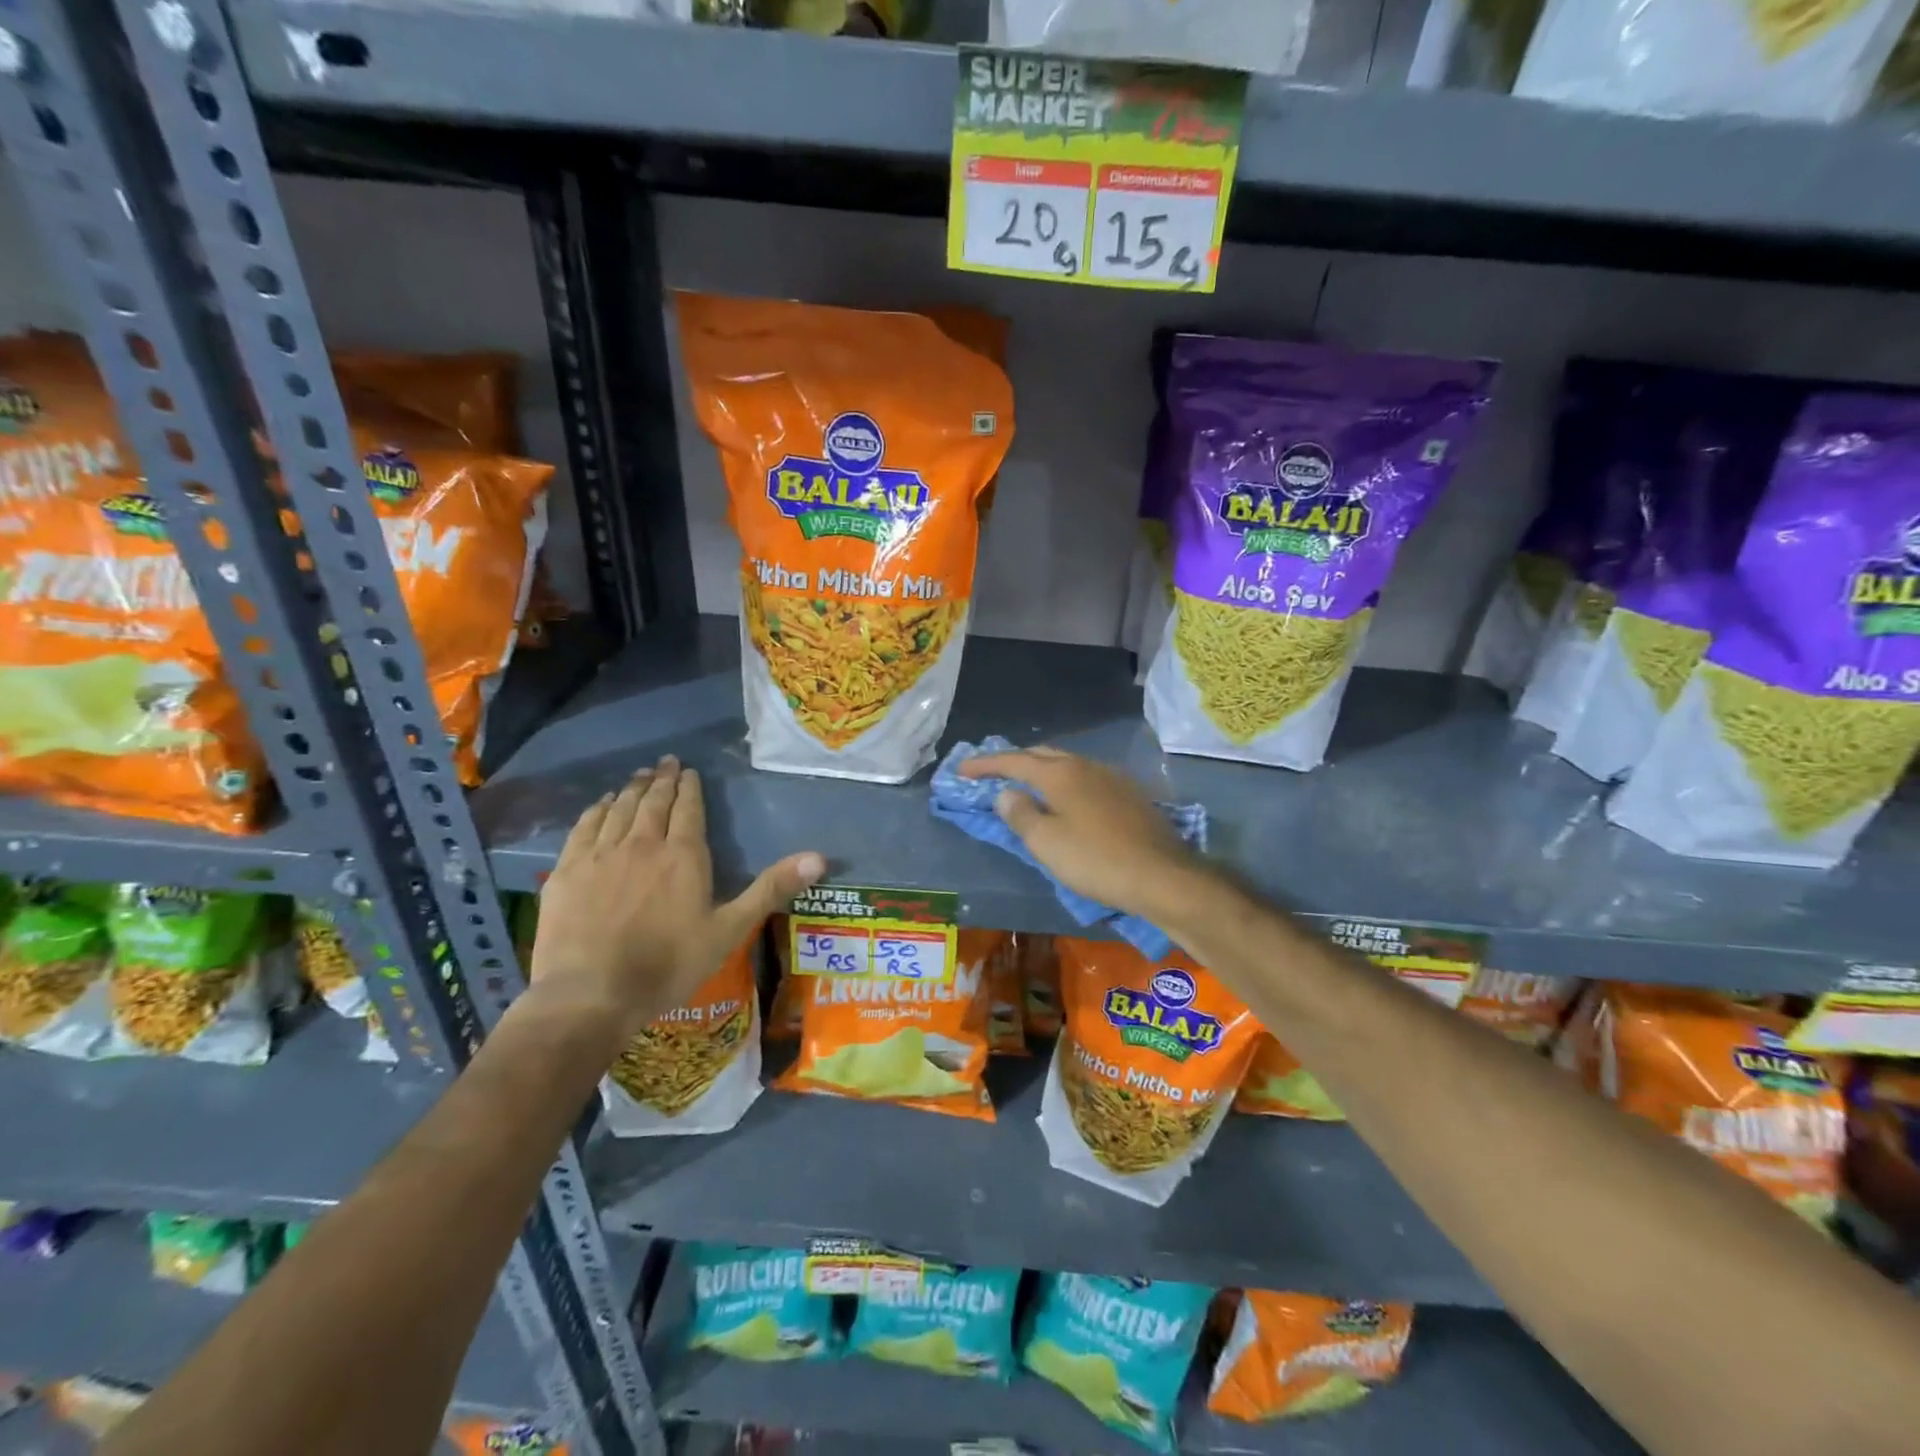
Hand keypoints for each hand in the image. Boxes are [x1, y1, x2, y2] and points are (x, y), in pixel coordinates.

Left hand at [529, 756, 823, 1041]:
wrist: (591, 994)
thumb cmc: (668, 964)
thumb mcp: (729, 929)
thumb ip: (771, 889)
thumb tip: (819, 858)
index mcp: (683, 855)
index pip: (688, 808)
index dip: (689, 787)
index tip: (689, 771)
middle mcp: (642, 843)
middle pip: (653, 801)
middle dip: (662, 779)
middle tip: (665, 762)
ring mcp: (600, 854)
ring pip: (620, 809)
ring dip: (632, 789)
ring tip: (639, 776)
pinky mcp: (568, 870)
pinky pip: (585, 827)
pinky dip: (597, 810)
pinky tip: (602, 805)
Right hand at [959, 746, 1207, 925]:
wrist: (1162, 876)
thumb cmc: (1096, 860)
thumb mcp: (1046, 842)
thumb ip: (1020, 814)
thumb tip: (1005, 793)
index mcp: (1060, 773)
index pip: (1013, 760)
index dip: (984, 765)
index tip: (961, 770)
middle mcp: (1086, 765)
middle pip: (1042, 754)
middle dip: (1014, 761)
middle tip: (992, 775)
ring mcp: (1112, 777)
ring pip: (1067, 764)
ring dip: (1041, 771)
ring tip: (1026, 786)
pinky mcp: (1130, 794)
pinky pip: (1086, 778)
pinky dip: (1065, 783)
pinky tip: (1067, 800)